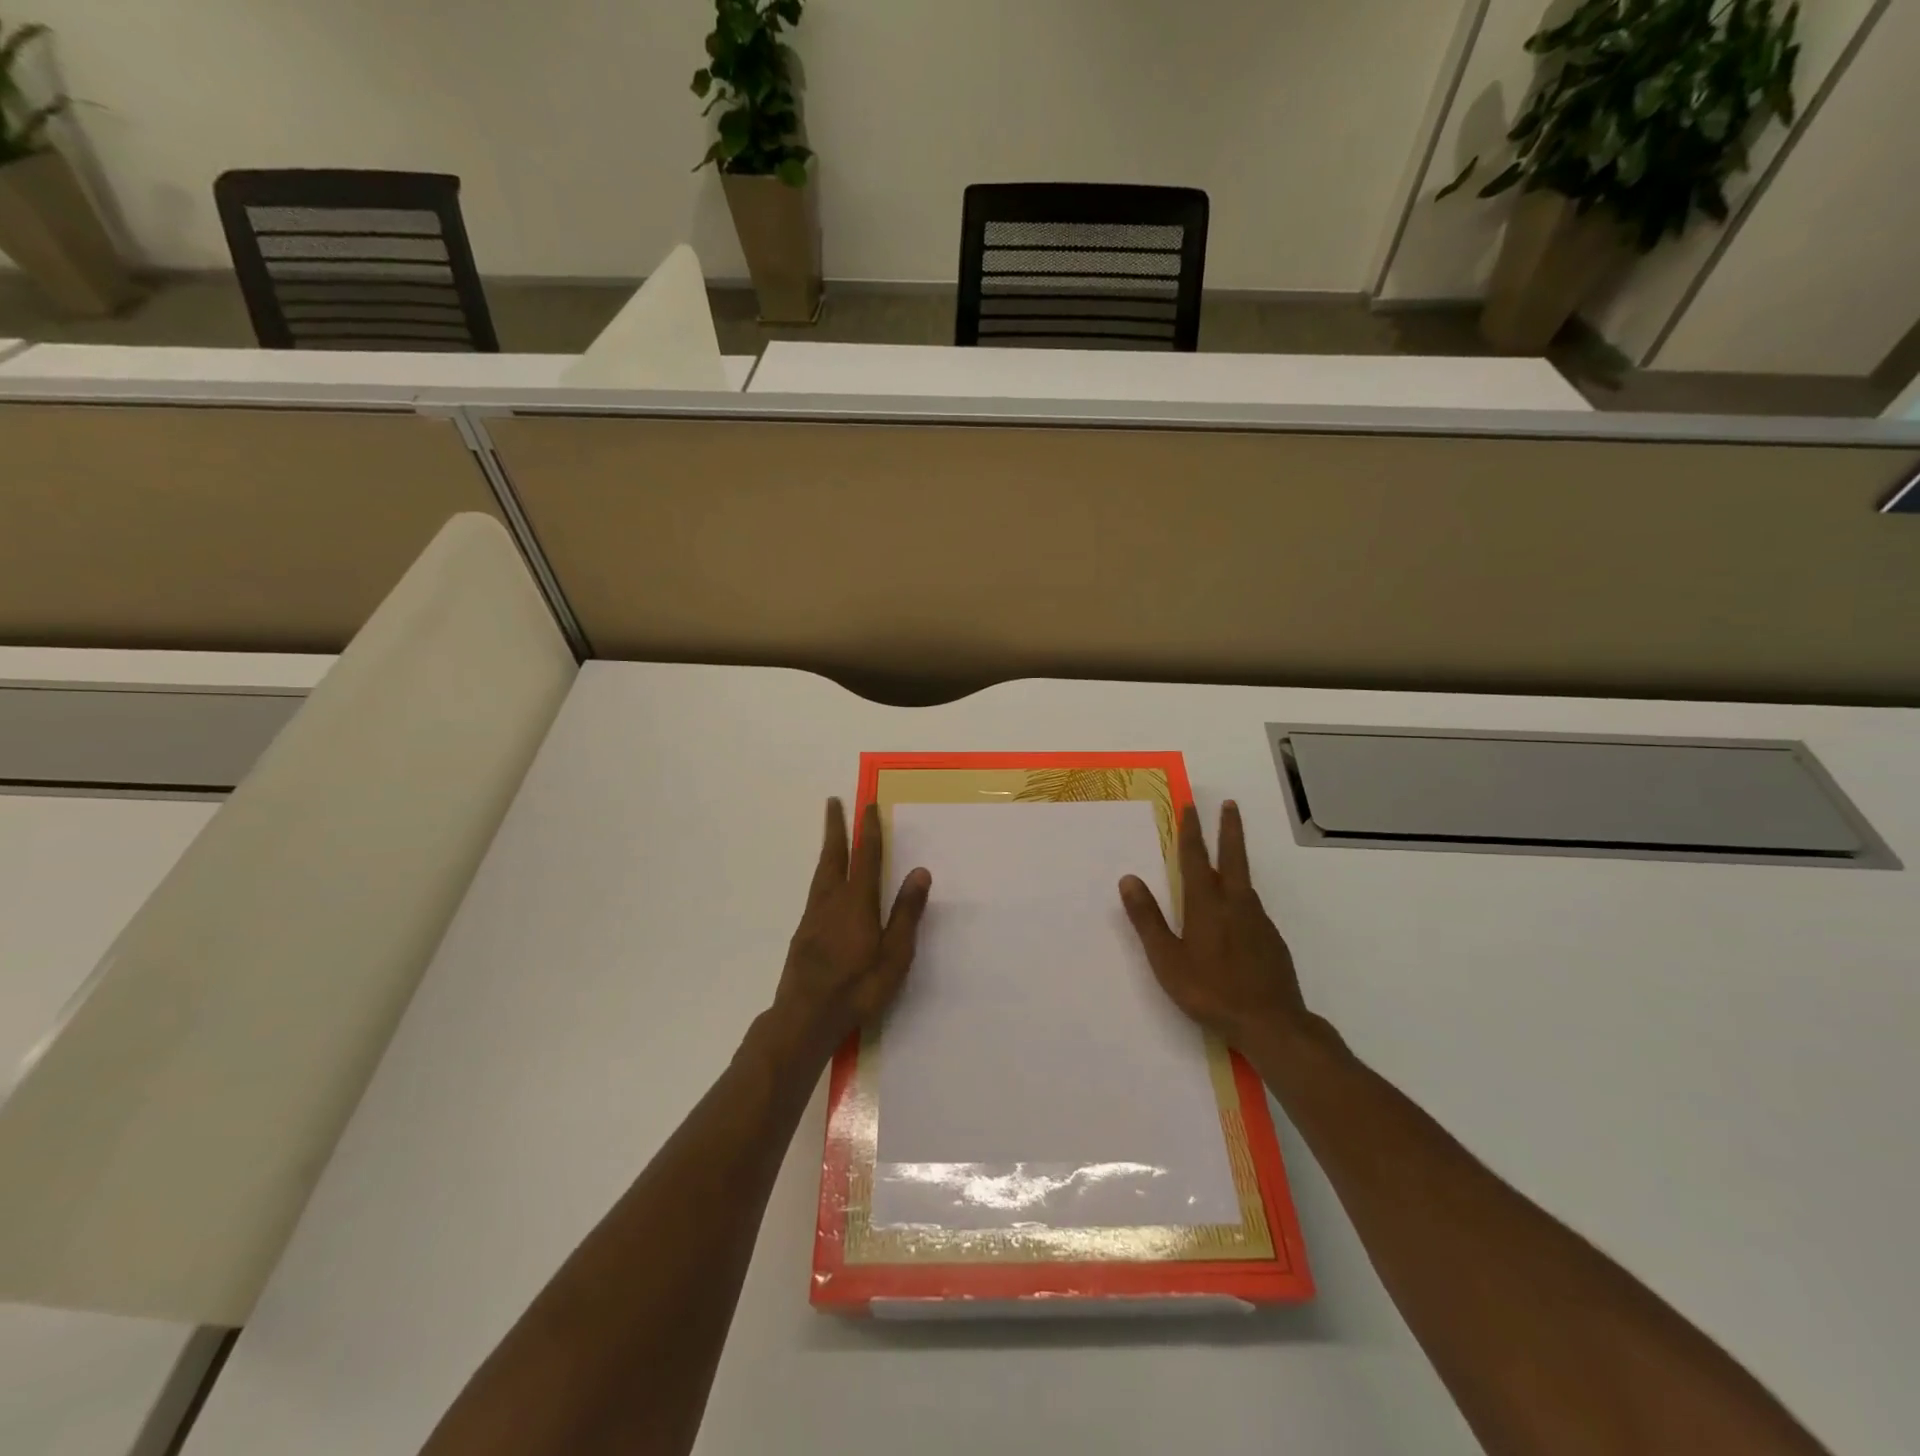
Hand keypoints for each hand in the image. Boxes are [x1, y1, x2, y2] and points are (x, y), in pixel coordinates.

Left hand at [767, 799, 931, 1065]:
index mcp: (857, 902)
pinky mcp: (803, 932)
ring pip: (821, 871)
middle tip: (833, 802)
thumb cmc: (858, 988)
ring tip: (831, 834)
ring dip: (828, 848)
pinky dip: (823, 872)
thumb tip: (920, 871)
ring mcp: (813, 916)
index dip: (868, 830)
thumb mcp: (894, 955)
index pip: (866, 857)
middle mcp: (832, 901)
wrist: (805, 1017)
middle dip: (835, 828)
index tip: (868, 805)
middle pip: (834, 855)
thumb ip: (906, 912)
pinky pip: (816, 889)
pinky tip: (826, 883)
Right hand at [1119, 801, 1310, 1054]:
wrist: (1271, 1023)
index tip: (1190, 807)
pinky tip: (1236, 908)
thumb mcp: (1167, 959)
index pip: (1195, 858)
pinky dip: (1241, 892)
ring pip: (1244, 880)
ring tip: (1227, 852)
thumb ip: (1147, 918)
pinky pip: (1251, 905)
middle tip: (1229, 805)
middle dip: (1229, 829)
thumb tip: (1128, 878)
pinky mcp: (1271, 939)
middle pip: (1232, 857)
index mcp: (1206, 904)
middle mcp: (1235, 903)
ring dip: (1235, 858)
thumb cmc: (1210, 991)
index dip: (1191, 831)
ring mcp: (1257, 920)